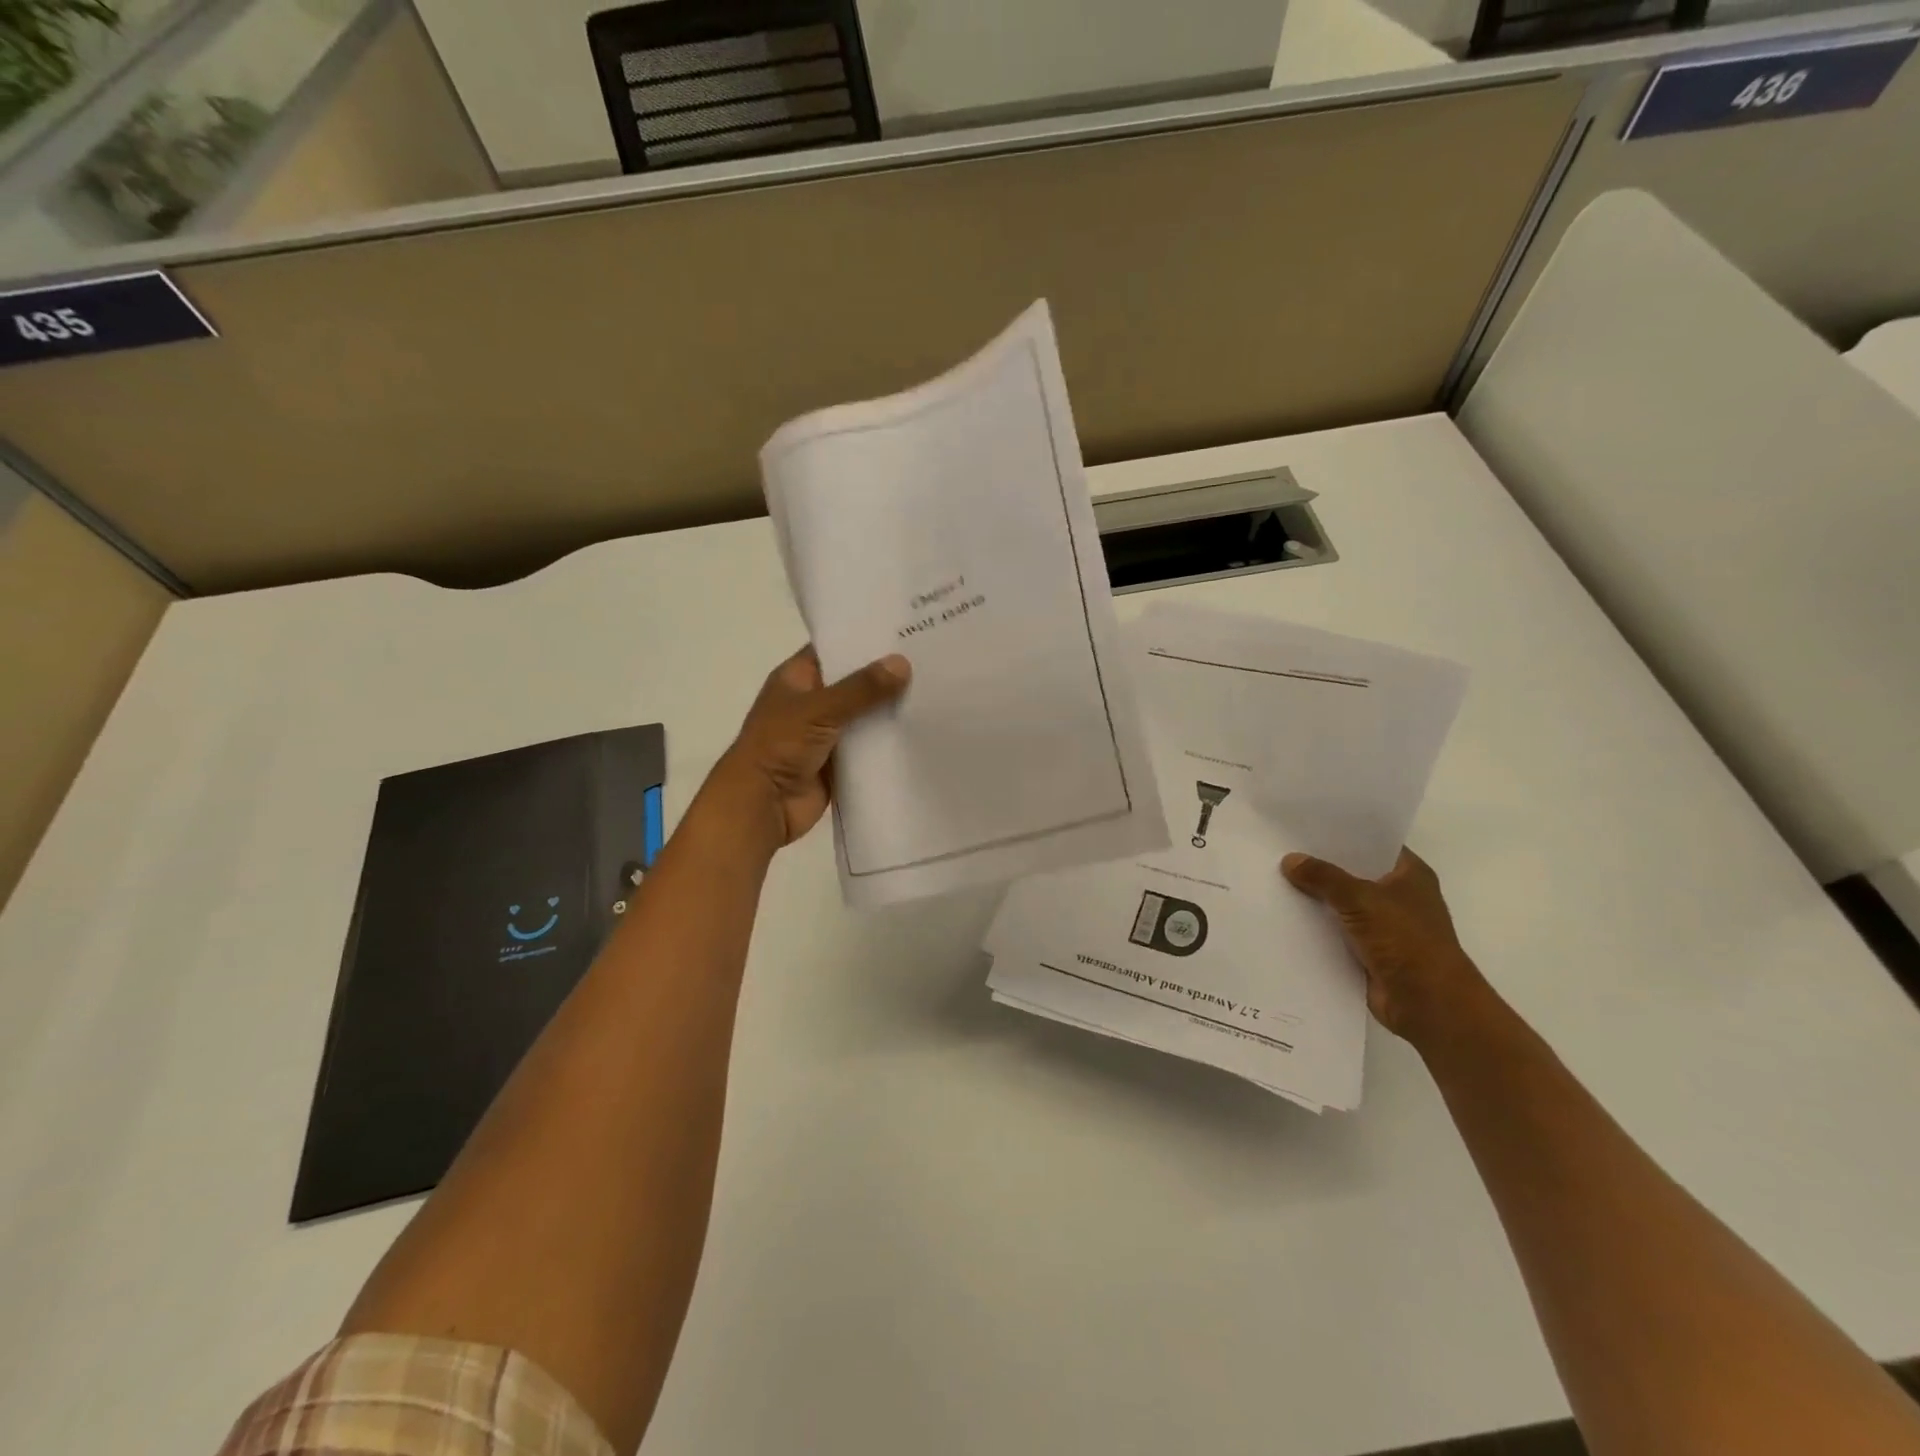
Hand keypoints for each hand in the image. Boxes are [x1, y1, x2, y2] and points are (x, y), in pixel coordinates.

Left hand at [706, 646, 910, 850]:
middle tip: (930, 658)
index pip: (834, 649)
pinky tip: (922, 729)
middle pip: (855, 683)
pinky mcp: (840, 762)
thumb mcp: (820, 709)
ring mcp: (826, 733)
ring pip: (865, 715)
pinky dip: (889, 741)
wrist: (762, 805)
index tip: (903, 628)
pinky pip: (870, 747)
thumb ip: (862, 689)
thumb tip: (902, 664)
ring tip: (936, 690)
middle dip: (886, 675)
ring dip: (891, 709)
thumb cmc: (779, 746)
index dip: (864, 639)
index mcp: (797, 678)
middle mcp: (812, 702)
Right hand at [1280, 848, 1488, 1042]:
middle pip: (1352, 873)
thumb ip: (1324, 877)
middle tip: (1279, 849)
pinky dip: (1315, 926)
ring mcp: (1383, 925)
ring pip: (1341, 903)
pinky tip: (1283, 915)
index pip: (1372, 843)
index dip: (1341, 834)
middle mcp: (1398, 896)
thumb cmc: (1405, 941)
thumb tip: (1290, 860)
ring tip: (1273, 879)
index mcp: (1409, 875)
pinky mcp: (1368, 951)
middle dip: (1320, 865)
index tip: (1304, 824)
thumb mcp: (1361, 899)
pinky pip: (1335, 930)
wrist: (1428, 1004)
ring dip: (1315, 898)